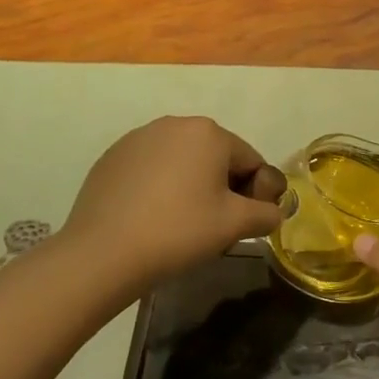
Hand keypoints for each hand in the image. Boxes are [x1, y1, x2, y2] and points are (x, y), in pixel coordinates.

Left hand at [60, 117, 285, 290]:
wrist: (103, 253)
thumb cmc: (179, 231)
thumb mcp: (235, 225)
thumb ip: (266, 214)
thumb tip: (274, 212)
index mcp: (209, 132)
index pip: (251, 161)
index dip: (256, 194)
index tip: (245, 224)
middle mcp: (174, 124)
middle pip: (216, 157)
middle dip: (223, 188)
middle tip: (215, 226)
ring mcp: (138, 138)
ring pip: (183, 162)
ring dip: (192, 186)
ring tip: (182, 224)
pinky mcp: (112, 158)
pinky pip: (152, 169)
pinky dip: (160, 188)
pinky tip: (152, 218)